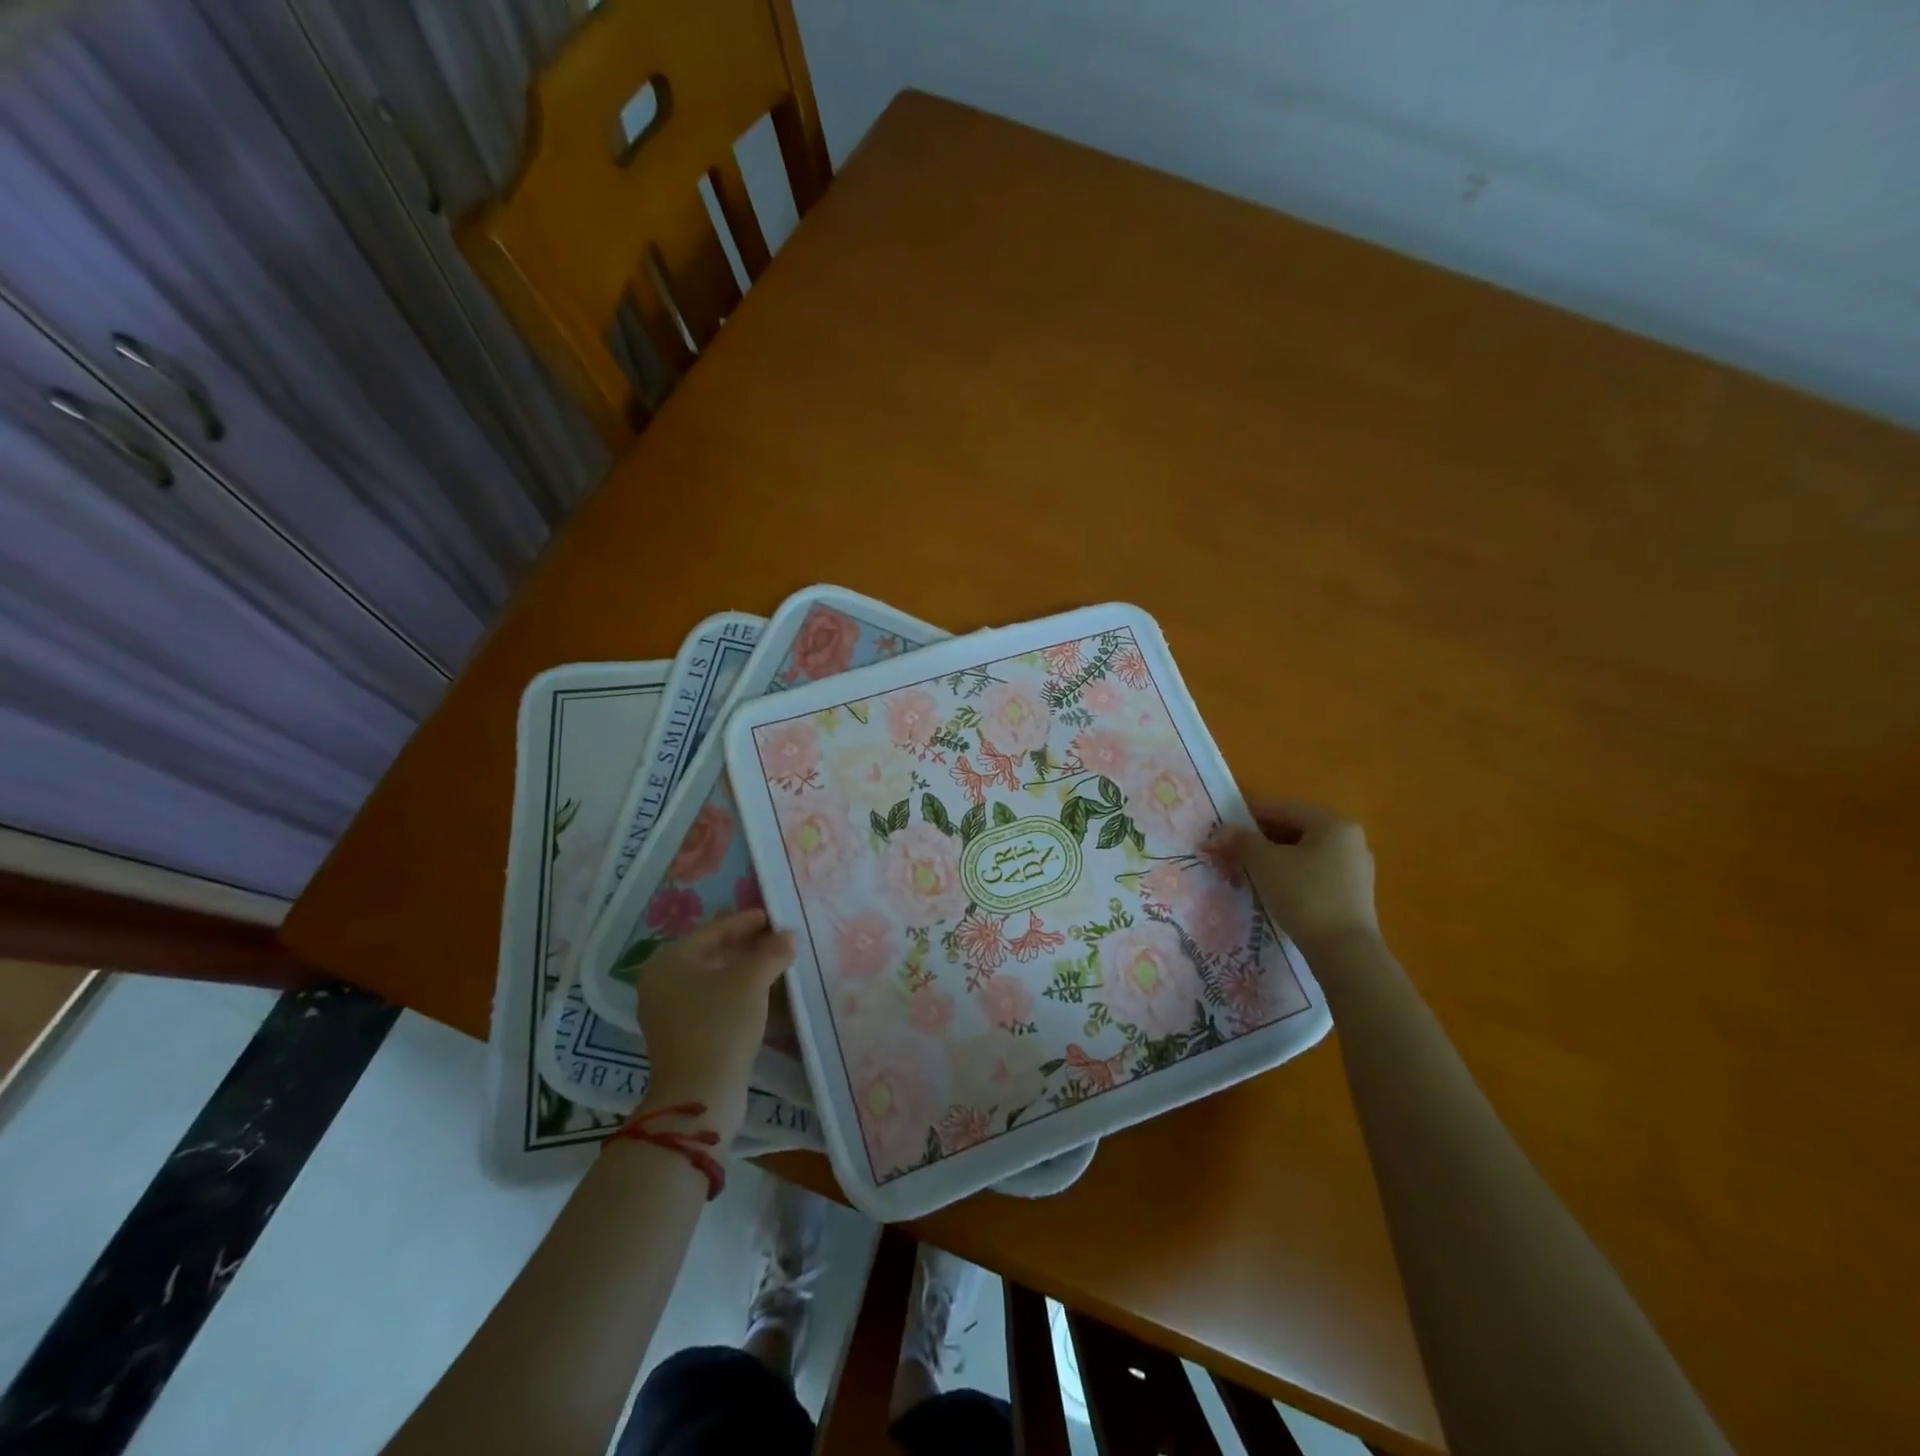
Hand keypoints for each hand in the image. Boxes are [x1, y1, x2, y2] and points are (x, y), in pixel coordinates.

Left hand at [634, 910, 795, 1142]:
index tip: (776, 916)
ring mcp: (669, 1011)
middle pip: (712, 952)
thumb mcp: (751, 981)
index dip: (747, 920)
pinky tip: (761, 991)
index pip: (714, 929)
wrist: (699, 1096)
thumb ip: (772, 952)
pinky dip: (736, 991)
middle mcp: (662, 982)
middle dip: (747, 945)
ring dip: (745, 969)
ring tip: (777, 962)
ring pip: (714, 978)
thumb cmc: (720, 1024)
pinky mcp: (682, 1036)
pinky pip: (713, 1000)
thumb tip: (790, 937)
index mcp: (670, 961)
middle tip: (780, 938)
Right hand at [1222, 802, 1379, 950]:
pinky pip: (1314, 873)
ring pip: (1304, 854)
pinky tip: (1272, 889)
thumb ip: (1241, 841)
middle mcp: (1349, 840)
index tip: (1225, 823)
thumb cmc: (1304, 896)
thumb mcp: (1264, 863)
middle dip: (1261, 839)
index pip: (1283, 809)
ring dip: (1274, 858)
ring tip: (1247, 870)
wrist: (1344, 951)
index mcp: (1332, 824)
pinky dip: (1291, 875)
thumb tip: (1222, 831)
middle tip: (1232, 849)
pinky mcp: (1353, 894)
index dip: (1250, 814)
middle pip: (1295, 830)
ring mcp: (1355, 868)